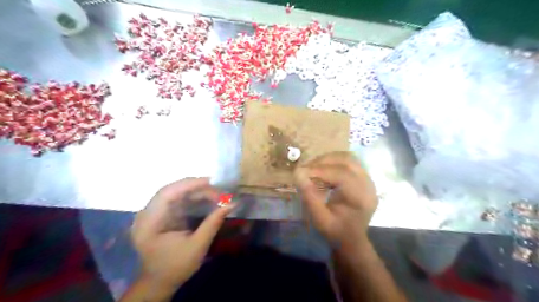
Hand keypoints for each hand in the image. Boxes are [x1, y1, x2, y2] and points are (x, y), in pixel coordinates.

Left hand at [131, 176, 233, 291]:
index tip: (212, 182)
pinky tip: (206, 198)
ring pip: (176, 192)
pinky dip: (193, 197)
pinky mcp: (160, 214)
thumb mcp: (198, 246)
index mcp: (149, 222)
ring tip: (216, 194)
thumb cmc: (176, 267)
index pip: (168, 193)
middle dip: (196, 187)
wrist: (160, 282)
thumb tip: (232, 203)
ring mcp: (152, 212)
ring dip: (196, 191)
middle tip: (218, 189)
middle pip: (172, 190)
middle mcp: (147, 213)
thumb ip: (213, 222)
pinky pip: (177, 199)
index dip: (190, 184)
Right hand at [295, 150, 377, 249]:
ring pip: (348, 158)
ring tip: (313, 167)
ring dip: (329, 159)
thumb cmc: (336, 232)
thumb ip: (310, 197)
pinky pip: (349, 162)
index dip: (320, 170)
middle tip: (306, 168)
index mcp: (361, 198)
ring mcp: (368, 180)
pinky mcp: (364, 178)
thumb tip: (298, 174)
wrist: (352, 239)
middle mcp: (368, 185)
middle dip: (324, 161)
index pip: (342, 174)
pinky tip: (323, 169)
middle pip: (347, 161)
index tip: (301, 171)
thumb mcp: (320, 219)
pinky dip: (334, 162)